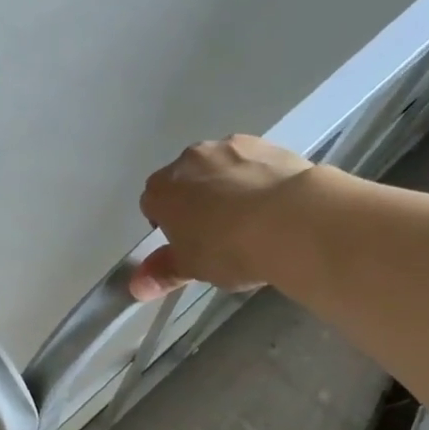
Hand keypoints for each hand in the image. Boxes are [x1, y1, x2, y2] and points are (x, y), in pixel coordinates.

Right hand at [130, 136, 313, 299]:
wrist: (291, 220)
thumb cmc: (228, 248)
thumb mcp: (192, 268)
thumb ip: (163, 272)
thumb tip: (137, 286)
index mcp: (162, 191)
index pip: (152, 204)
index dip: (167, 225)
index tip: (187, 244)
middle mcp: (188, 160)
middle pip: (185, 180)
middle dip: (196, 201)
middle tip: (218, 233)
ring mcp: (227, 146)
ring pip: (218, 167)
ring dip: (226, 185)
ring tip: (251, 218)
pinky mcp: (264, 143)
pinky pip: (251, 162)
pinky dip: (256, 177)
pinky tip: (274, 202)